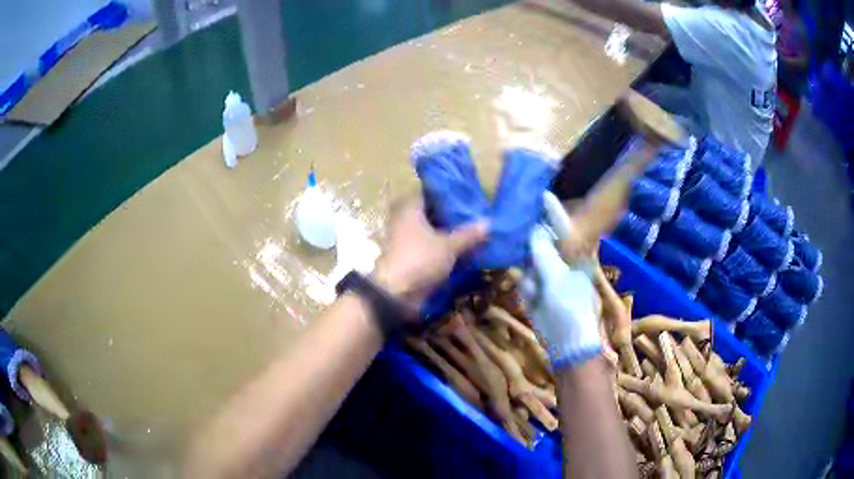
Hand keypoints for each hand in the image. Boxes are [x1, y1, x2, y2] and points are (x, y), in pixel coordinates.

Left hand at [373, 202, 487, 310]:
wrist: (396, 294)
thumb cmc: (420, 259)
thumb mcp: (449, 246)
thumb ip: (468, 234)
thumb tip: (489, 222)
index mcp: (410, 210)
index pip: (430, 194)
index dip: (449, 195)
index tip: (468, 196)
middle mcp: (406, 221)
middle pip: (432, 214)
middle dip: (452, 216)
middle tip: (476, 214)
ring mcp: (407, 241)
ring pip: (432, 232)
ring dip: (450, 234)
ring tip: (475, 232)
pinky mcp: (411, 258)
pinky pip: (431, 248)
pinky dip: (444, 249)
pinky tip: (464, 250)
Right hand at [522, 193, 600, 369]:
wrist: (568, 345)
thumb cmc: (571, 308)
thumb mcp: (558, 278)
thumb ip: (543, 252)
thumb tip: (533, 230)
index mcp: (575, 257)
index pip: (563, 227)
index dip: (552, 210)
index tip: (541, 193)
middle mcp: (561, 263)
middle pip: (543, 241)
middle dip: (530, 231)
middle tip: (514, 215)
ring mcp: (548, 279)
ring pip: (530, 259)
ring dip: (523, 257)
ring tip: (511, 245)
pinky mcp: (536, 293)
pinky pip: (525, 280)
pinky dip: (524, 283)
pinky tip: (527, 289)